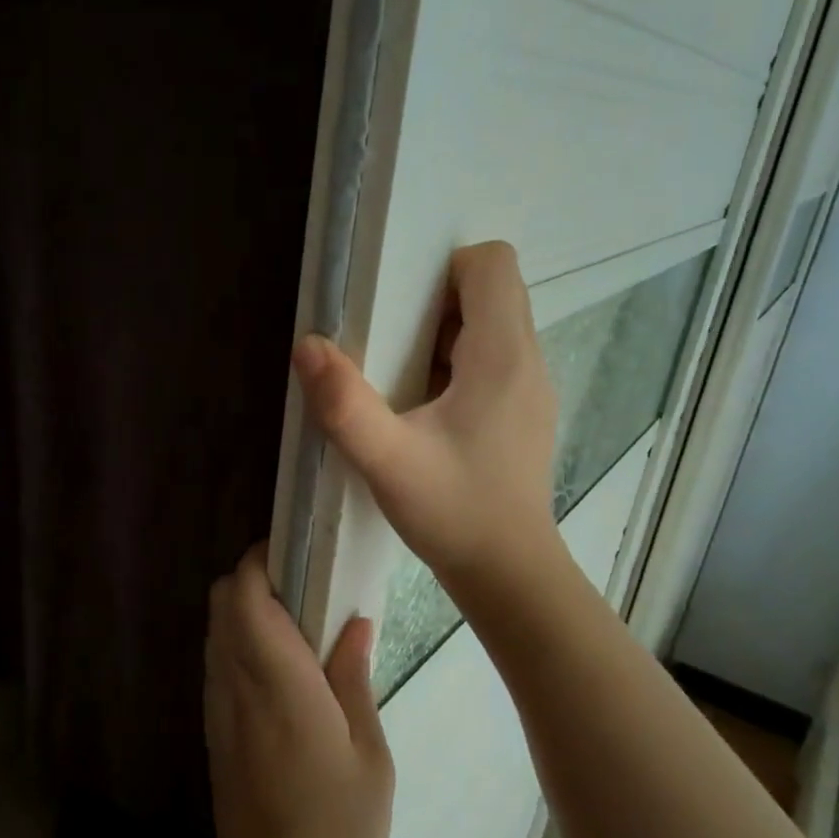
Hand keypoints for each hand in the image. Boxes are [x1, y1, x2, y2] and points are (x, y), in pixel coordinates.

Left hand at [204, 544, 393, 837]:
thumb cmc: (337, 829)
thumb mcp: (369, 754)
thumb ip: (353, 678)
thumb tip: (354, 622)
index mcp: (278, 680)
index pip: (244, 593)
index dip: (262, 559)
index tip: (298, 551)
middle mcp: (235, 682)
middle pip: (220, 600)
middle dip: (253, 578)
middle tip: (306, 587)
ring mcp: (218, 705)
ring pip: (215, 628)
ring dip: (245, 609)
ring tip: (298, 623)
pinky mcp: (214, 728)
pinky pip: (218, 660)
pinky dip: (239, 641)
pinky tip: (282, 667)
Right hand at [291, 241, 560, 594]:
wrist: (509, 574)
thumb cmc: (453, 512)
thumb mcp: (387, 462)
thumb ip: (344, 404)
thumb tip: (308, 345)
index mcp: (502, 356)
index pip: (492, 263)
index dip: (443, 269)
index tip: (399, 306)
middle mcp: (527, 361)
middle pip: (491, 291)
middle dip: (436, 301)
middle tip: (388, 344)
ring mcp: (530, 389)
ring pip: (492, 326)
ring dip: (443, 334)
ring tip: (399, 378)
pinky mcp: (522, 414)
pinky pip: (493, 361)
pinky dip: (456, 365)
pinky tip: (424, 411)